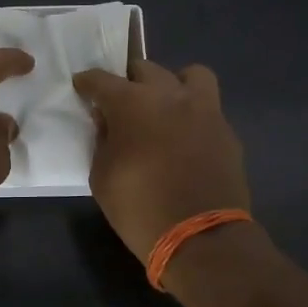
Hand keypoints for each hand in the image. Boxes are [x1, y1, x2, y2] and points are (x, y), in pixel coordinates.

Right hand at [72, 60, 251, 266]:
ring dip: (173, 84)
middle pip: (145, 69)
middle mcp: (169, 95)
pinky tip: (185, 137)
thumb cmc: (139, 207)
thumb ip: (102, 140)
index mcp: (132, 103)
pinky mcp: (226, 131)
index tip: (81, 86)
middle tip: (121, 102)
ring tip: (164, 106)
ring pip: (190, 75)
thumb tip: (107, 122)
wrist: (201, 237)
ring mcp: (203, 110)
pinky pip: (208, 107)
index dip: (87, 82)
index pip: (102, 79)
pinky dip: (193, 113)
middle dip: (129, 81)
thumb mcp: (101, 176)